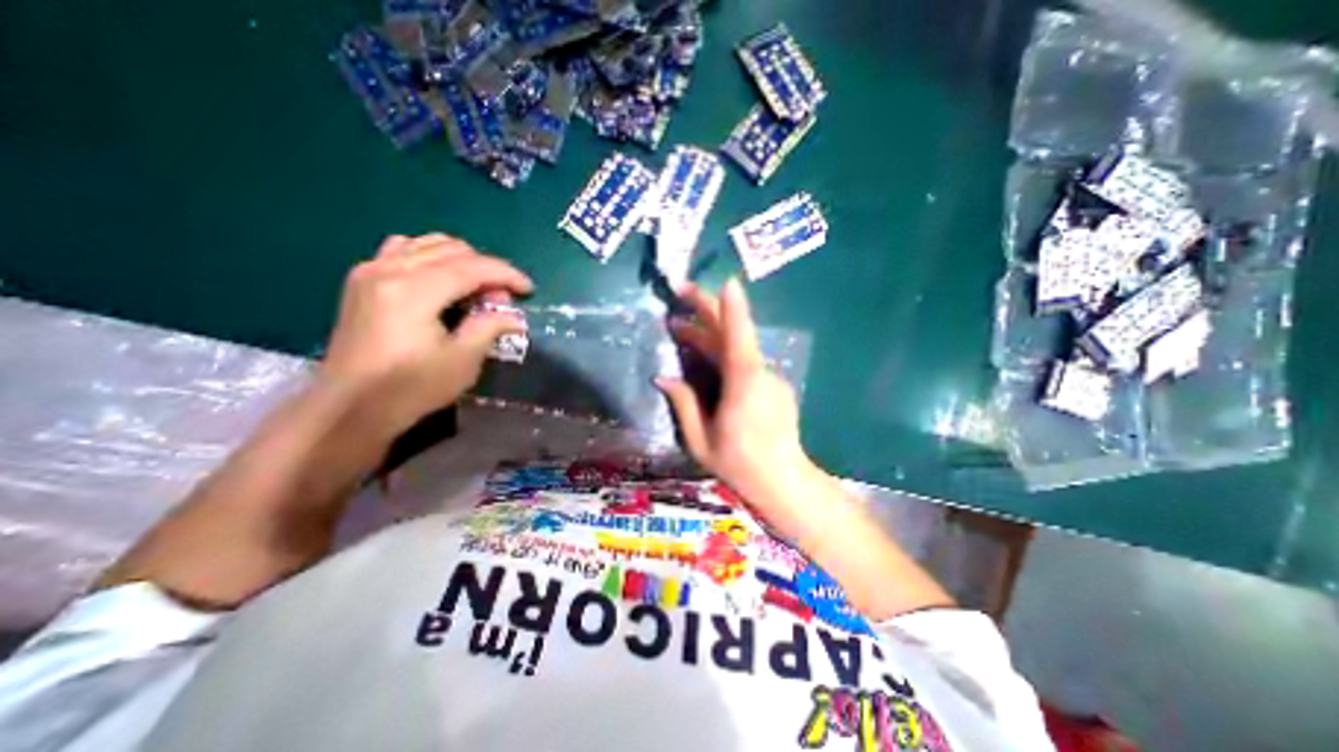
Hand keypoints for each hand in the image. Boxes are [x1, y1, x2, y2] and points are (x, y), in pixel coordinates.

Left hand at [317, 236, 534, 433]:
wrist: (350, 407)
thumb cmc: (410, 388)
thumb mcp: (462, 361)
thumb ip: (490, 327)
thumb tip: (513, 316)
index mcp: (413, 291)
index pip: (471, 267)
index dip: (506, 274)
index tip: (529, 290)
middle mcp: (388, 269)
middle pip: (452, 250)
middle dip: (486, 270)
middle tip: (500, 301)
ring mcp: (370, 271)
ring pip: (428, 244)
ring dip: (461, 261)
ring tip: (475, 290)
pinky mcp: (362, 280)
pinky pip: (403, 250)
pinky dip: (431, 258)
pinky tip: (440, 281)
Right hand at [657, 278, 832, 536]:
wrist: (784, 481)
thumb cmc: (739, 464)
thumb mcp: (701, 440)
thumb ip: (683, 405)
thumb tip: (663, 377)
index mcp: (743, 382)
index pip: (737, 334)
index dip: (729, 306)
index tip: (724, 281)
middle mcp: (760, 372)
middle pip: (734, 332)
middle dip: (708, 309)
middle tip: (680, 294)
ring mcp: (770, 377)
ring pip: (738, 347)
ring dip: (709, 335)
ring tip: (680, 330)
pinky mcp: (774, 385)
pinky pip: (745, 361)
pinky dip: (724, 353)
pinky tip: (705, 358)